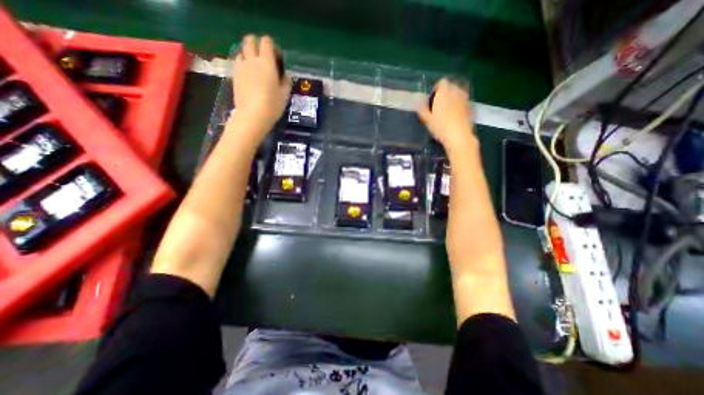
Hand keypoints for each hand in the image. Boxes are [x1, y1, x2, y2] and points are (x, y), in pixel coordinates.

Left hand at [231, 34, 291, 143]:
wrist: (252, 116)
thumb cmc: (272, 105)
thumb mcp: (285, 95)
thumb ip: (286, 82)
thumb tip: (285, 75)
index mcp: (267, 62)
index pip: (266, 42)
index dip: (272, 46)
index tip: (277, 58)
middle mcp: (252, 60)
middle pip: (250, 40)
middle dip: (257, 44)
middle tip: (265, 59)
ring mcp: (241, 67)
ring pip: (242, 51)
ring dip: (249, 55)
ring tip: (256, 69)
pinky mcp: (235, 76)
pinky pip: (238, 63)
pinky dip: (243, 65)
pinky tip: (250, 78)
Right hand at [417, 78, 478, 155]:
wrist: (459, 136)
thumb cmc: (440, 126)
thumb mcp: (426, 119)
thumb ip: (422, 108)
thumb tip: (419, 101)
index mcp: (444, 91)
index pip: (441, 82)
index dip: (436, 90)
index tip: (431, 101)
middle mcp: (456, 91)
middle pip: (450, 87)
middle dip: (444, 94)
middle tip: (437, 107)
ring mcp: (465, 98)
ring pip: (457, 94)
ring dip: (451, 99)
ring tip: (445, 112)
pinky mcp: (470, 106)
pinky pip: (462, 101)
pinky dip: (458, 105)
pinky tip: (453, 117)